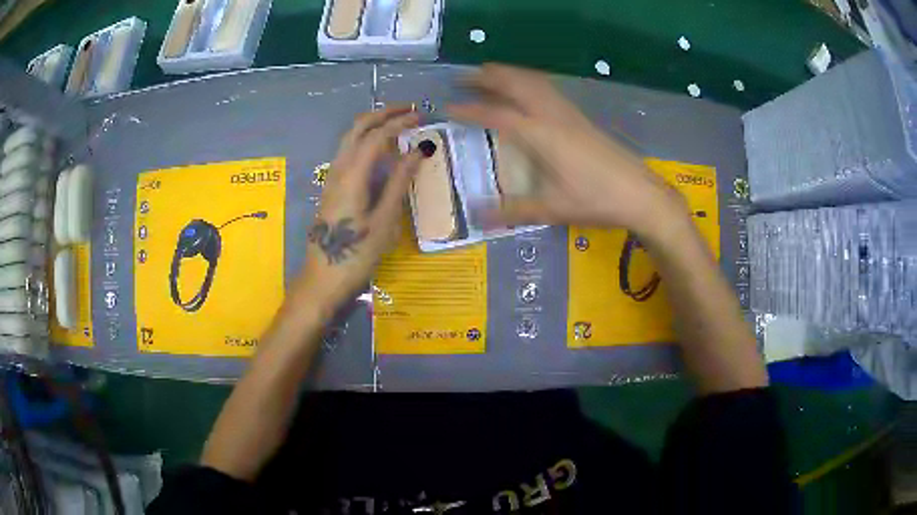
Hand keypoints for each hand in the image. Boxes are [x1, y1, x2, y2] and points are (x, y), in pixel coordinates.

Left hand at [295, 106, 421, 313]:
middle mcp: (338, 169)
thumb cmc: (357, 254)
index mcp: (352, 176)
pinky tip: (381, 148)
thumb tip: (418, 151)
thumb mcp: (384, 220)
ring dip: (373, 124)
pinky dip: (366, 139)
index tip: (422, 117)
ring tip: (398, 123)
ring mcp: (331, 177)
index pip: (377, 136)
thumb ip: (399, 182)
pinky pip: (349, 151)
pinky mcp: (331, 187)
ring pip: (350, 138)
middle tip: (409, 110)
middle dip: (383, 113)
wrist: (323, 278)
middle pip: (357, 128)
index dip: (400, 123)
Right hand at [448, 64, 689, 239]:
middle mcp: (552, 116)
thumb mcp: (552, 209)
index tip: (448, 107)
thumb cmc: (596, 201)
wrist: (640, 194)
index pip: (497, 115)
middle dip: (487, 76)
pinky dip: (528, 81)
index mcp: (540, 135)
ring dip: (509, 74)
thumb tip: (476, 216)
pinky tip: (526, 92)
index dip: (470, 110)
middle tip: (464, 77)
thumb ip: (513, 210)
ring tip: (489, 76)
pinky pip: (547, 88)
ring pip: (533, 80)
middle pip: (515, 83)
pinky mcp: (581, 117)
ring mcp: (569, 113)